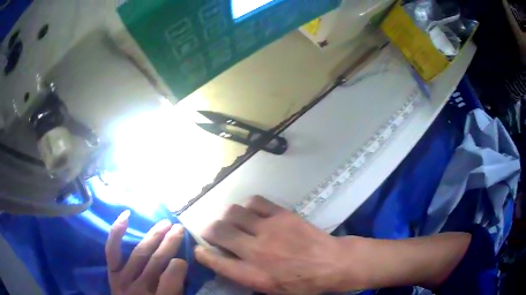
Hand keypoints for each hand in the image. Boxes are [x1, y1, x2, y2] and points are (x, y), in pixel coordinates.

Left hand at [106, 211, 187, 294]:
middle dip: (168, 243)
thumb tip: (179, 265)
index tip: (185, 258)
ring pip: (139, 254)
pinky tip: (125, 216)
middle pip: (155, 263)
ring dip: (152, 236)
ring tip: (164, 223)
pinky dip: (116, 233)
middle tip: (179, 228)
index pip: (170, 280)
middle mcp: (139, 289)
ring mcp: (123, 280)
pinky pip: (112, 252)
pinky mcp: (112, 274)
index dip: (179, 266)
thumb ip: (176, 289)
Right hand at [194, 196, 346, 294]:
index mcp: (252, 274)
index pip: (214, 260)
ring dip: (228, 217)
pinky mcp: (282, 215)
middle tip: (213, 232)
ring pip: (233, 212)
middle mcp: (255, 251)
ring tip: (234, 222)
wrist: (332, 264)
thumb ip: (245, 278)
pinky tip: (252, 212)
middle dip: (209, 230)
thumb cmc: (303, 284)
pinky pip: (255, 202)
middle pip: (217, 231)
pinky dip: (248, 206)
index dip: (201, 252)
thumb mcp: (271, 290)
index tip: (199, 248)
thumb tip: (225, 263)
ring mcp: (269, 229)